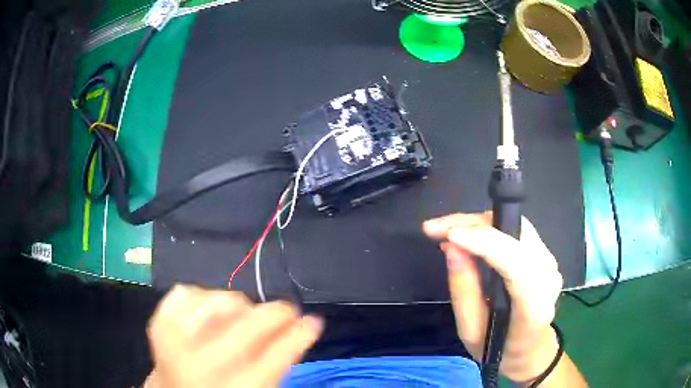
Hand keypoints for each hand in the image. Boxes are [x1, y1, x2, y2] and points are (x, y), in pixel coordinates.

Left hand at [145, 286, 322, 387]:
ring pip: (219, 303)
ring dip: (240, 306)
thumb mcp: (255, 386)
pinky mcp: (159, 319)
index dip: (298, 337)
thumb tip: (307, 325)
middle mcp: (199, 366)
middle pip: (247, 329)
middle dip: (277, 314)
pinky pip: (188, 292)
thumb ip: (280, 361)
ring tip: (243, 317)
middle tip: (288, 311)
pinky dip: (204, 297)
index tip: (314, 321)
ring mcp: (173, 339)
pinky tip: (210, 311)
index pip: (273, 361)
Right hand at [424, 212, 562, 382]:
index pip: (516, 265)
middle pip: (515, 234)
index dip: (484, 243)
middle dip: (473, 225)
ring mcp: (550, 262)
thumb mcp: (471, 332)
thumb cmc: (498, 349)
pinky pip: (515, 230)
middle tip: (435, 229)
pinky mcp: (544, 253)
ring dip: (478, 223)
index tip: (449, 235)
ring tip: (446, 230)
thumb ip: (463, 291)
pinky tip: (467, 234)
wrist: (530, 349)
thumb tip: (451, 247)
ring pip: (514, 225)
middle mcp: (548, 277)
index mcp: (534, 307)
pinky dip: (488, 227)